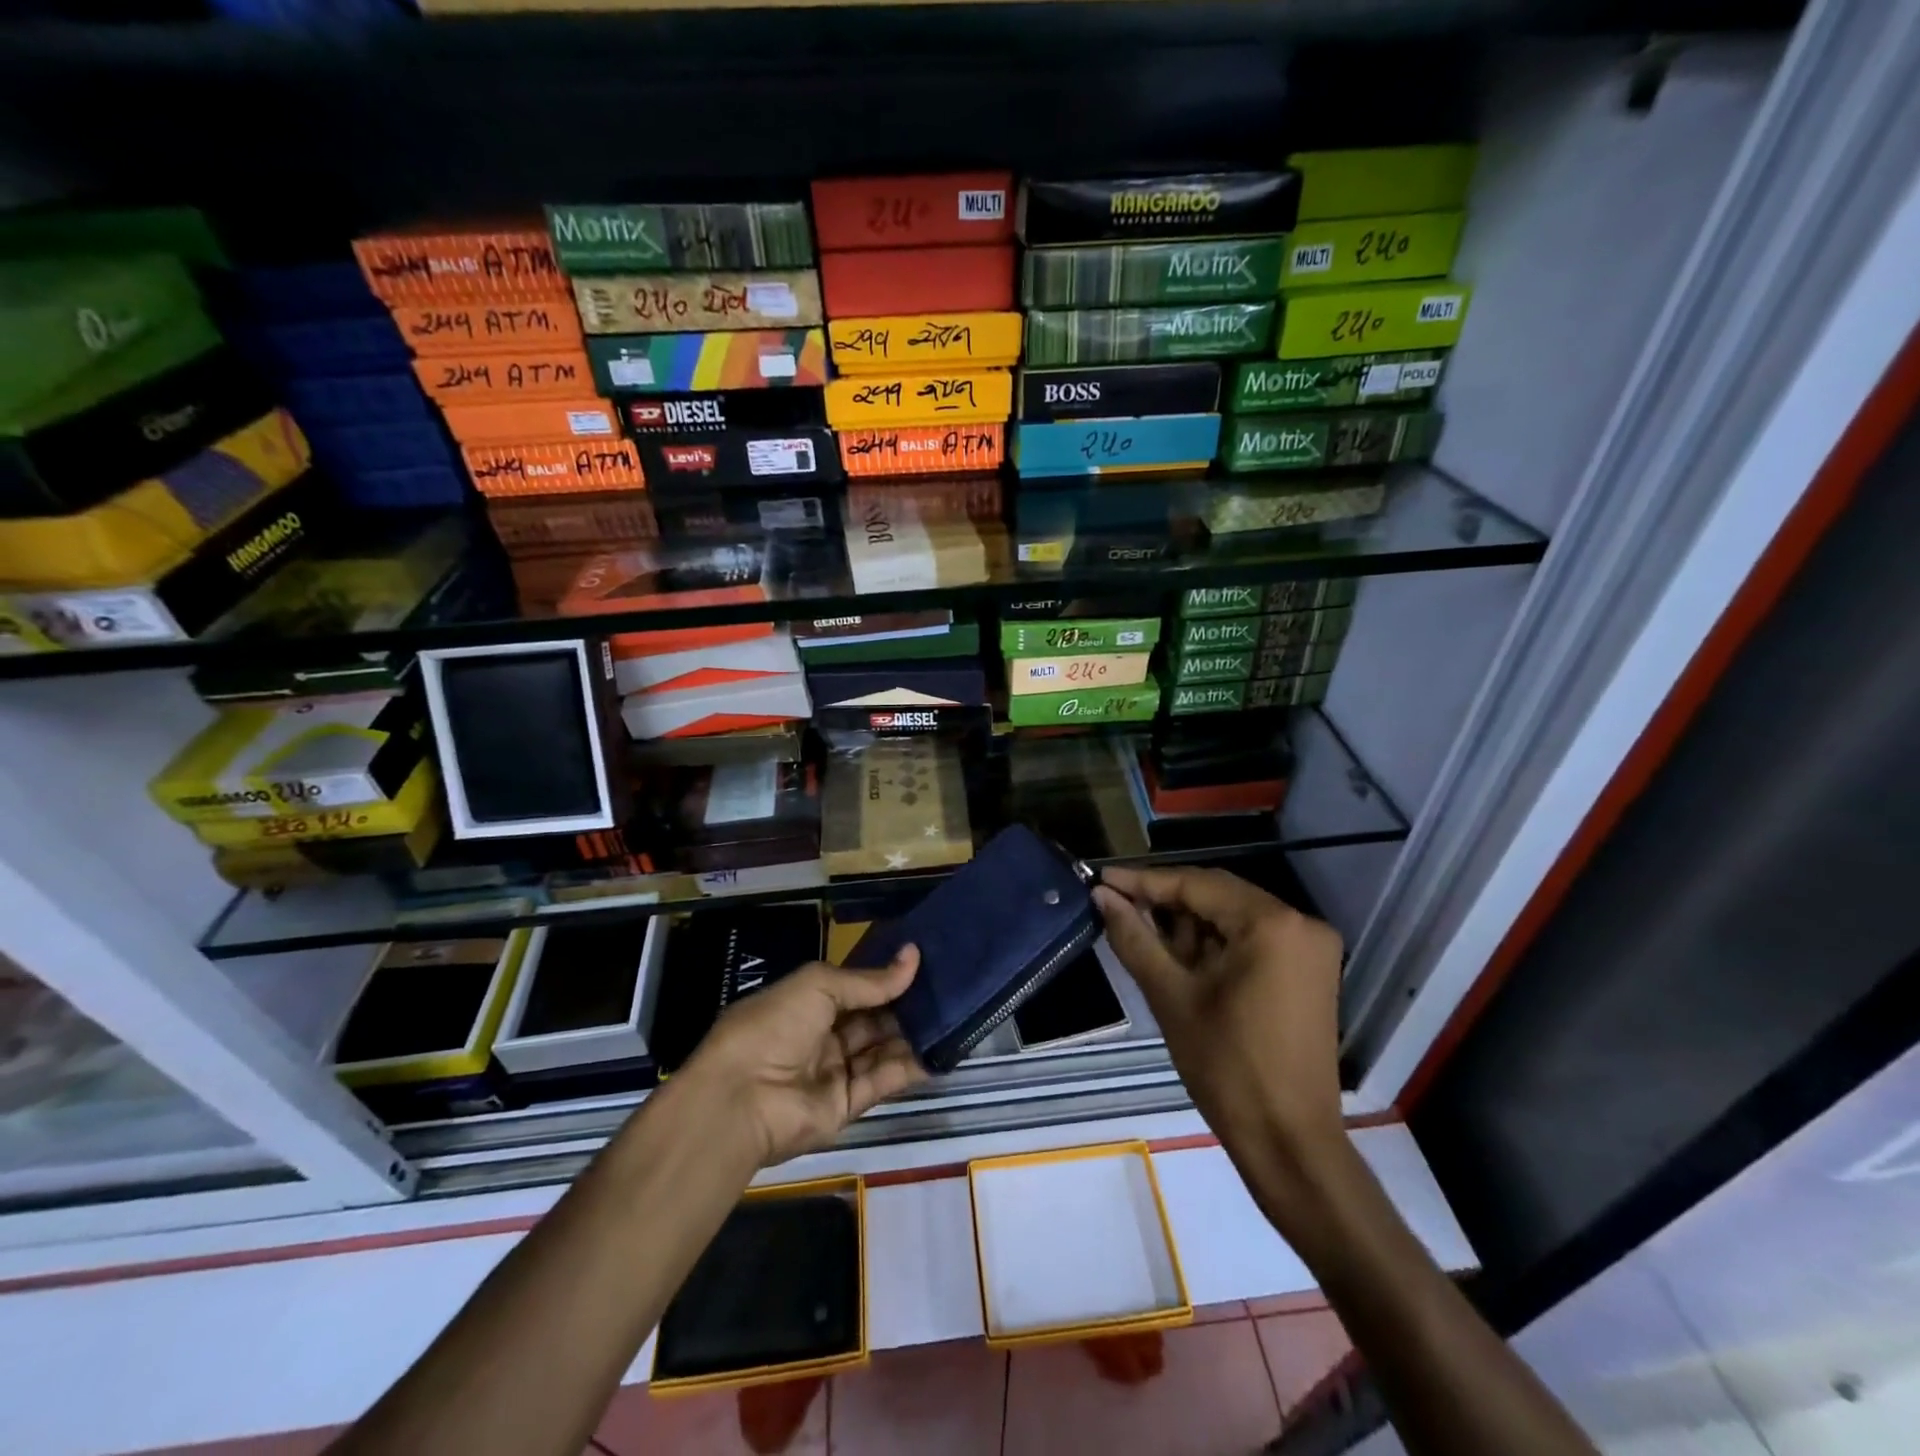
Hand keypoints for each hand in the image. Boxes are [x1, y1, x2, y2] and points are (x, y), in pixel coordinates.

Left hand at [678, 946, 926, 1167]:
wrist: (741, 1099)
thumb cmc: (774, 1026)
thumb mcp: (818, 985)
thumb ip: (869, 980)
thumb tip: (913, 956)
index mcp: (806, 1003)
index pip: (853, 987)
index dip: (884, 976)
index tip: (923, 962)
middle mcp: (821, 1036)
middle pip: (870, 1018)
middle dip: (903, 1005)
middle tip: (945, 988)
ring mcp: (833, 1072)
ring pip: (880, 1049)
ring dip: (911, 1034)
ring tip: (950, 1015)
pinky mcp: (846, 1105)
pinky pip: (883, 1081)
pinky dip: (909, 1067)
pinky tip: (938, 1050)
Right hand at [1094, 867, 1348, 1213]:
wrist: (1288, 1141)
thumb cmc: (1225, 1067)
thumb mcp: (1170, 996)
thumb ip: (1134, 937)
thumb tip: (1102, 895)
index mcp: (1272, 924)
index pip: (1197, 884)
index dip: (1145, 881)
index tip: (1102, 879)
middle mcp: (1300, 923)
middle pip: (1218, 895)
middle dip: (1166, 902)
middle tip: (1116, 906)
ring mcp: (1311, 947)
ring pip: (1234, 916)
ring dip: (1189, 924)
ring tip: (1142, 933)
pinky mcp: (1310, 970)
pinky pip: (1253, 939)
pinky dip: (1215, 943)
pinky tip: (1179, 954)